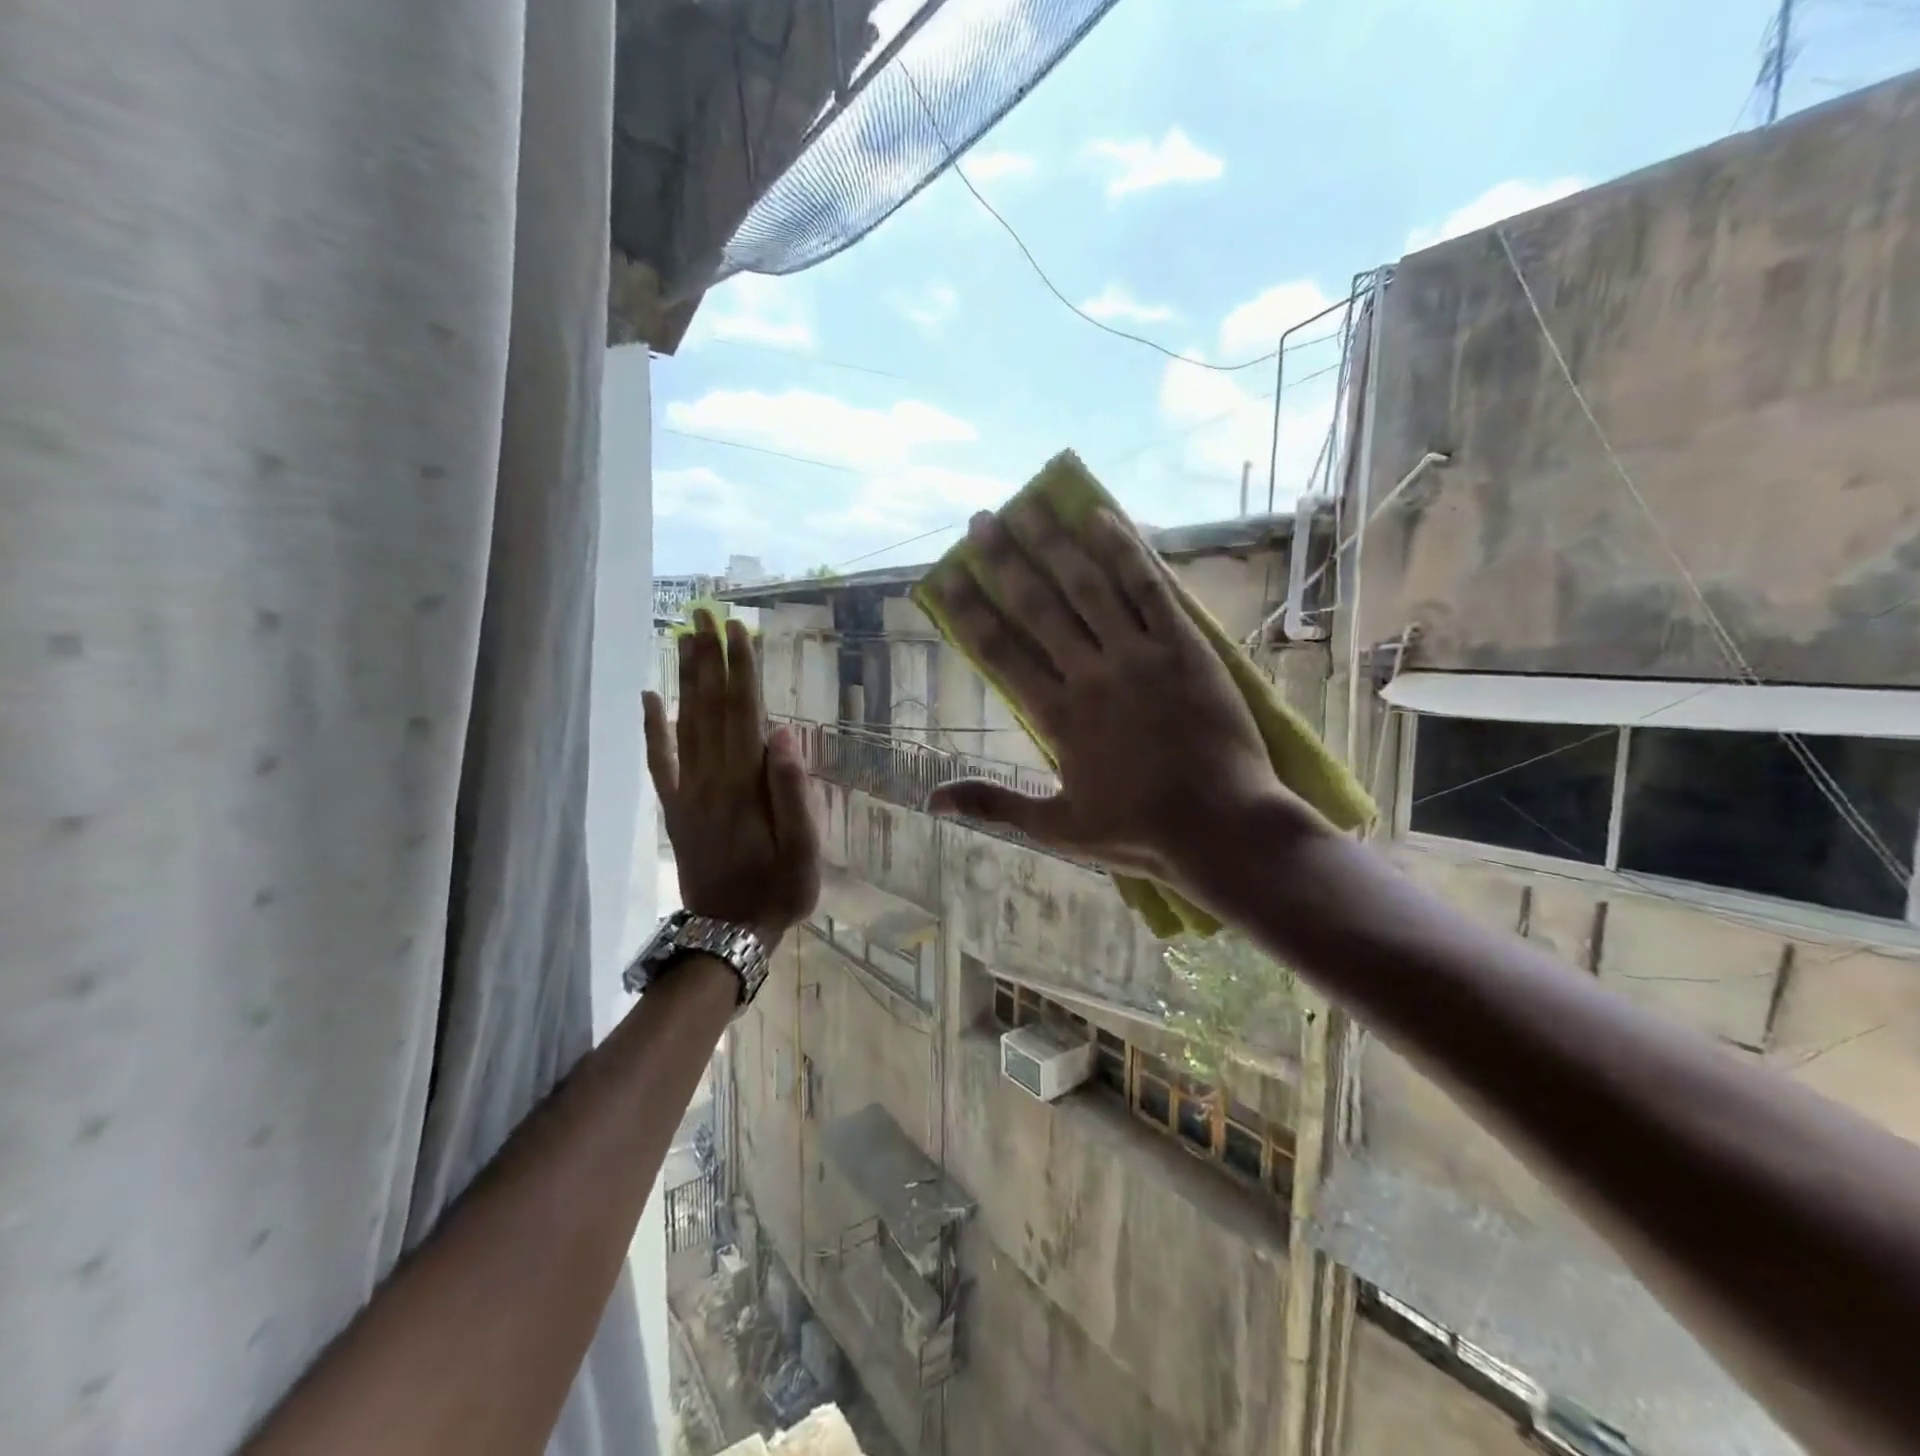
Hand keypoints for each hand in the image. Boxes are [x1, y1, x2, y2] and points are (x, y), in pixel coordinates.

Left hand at [644, 610, 819, 946]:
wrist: (728, 933)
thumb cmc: (778, 890)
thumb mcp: (803, 849)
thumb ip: (793, 791)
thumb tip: (782, 733)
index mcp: (746, 784)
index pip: (744, 712)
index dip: (741, 670)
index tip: (737, 630)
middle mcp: (712, 777)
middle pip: (711, 707)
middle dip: (709, 659)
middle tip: (704, 614)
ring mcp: (688, 791)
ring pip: (686, 723)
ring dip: (686, 680)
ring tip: (686, 640)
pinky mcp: (675, 807)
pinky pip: (661, 760)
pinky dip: (653, 728)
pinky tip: (650, 698)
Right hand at [924, 500, 1318, 896]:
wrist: (1222, 828)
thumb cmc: (1139, 832)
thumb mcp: (1057, 828)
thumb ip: (994, 804)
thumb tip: (931, 800)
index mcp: (1057, 716)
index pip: (1000, 651)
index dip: (970, 609)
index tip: (948, 576)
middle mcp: (1090, 674)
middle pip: (1038, 605)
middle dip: (1005, 560)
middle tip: (982, 520)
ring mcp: (1140, 656)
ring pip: (1088, 587)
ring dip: (1055, 543)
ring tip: (1028, 505)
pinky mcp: (1185, 647)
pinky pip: (1150, 589)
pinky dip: (1126, 551)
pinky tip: (1102, 518)